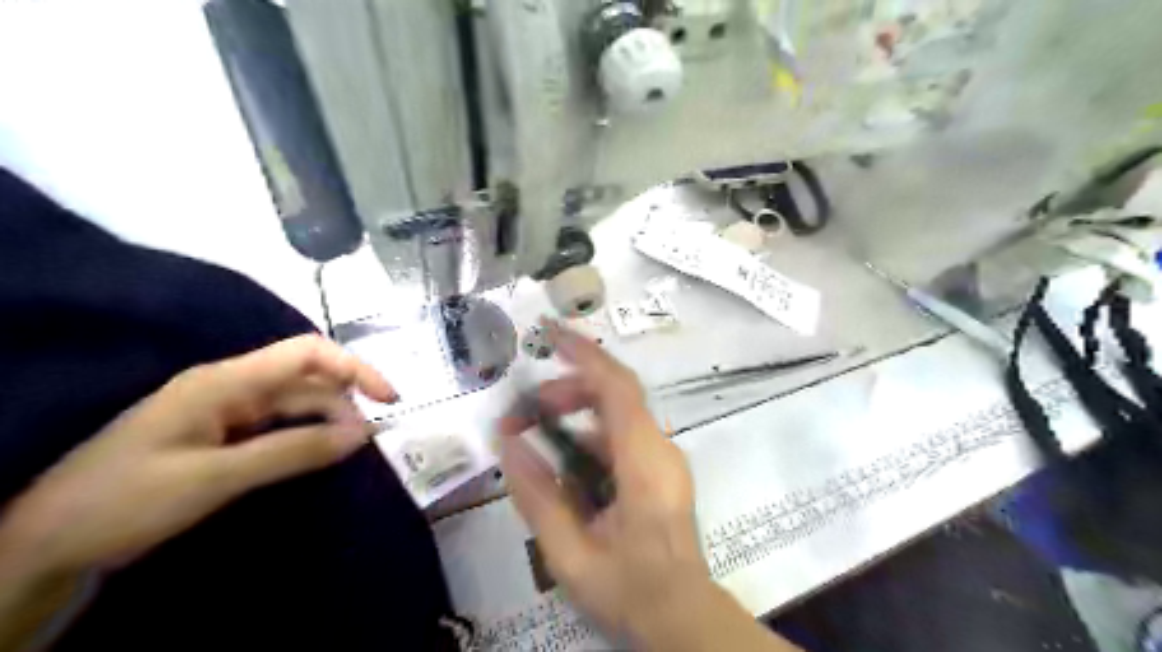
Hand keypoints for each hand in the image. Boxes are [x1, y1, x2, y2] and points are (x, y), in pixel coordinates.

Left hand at [0, 334, 393, 576]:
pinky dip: (306, 435)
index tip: (389, 398)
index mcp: (225, 380)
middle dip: (345, 401)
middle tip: (367, 440)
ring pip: (295, 402)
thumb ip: (293, 451)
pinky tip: (319, 453)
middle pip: (306, 377)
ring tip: (350, 450)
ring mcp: (226, 409)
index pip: (307, 353)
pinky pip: (278, 424)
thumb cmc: (127, 500)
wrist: (49, 543)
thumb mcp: (216, 478)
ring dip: (328, 420)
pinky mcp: (222, 433)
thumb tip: (362, 434)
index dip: (355, 367)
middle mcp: (231, 386)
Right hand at [499, 323, 799, 648]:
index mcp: (644, 464)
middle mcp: (660, 448)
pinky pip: (620, 434)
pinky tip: (561, 458)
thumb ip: (538, 497)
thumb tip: (509, 442)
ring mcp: (663, 456)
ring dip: (574, 412)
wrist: (683, 615)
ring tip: (533, 432)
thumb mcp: (571, 554)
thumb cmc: (631, 590)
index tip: (550, 334)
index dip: (585, 355)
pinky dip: (587, 433)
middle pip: (615, 393)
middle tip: (524, 412)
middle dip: (567, 388)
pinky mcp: (660, 466)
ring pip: (616, 413)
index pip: (618, 388)